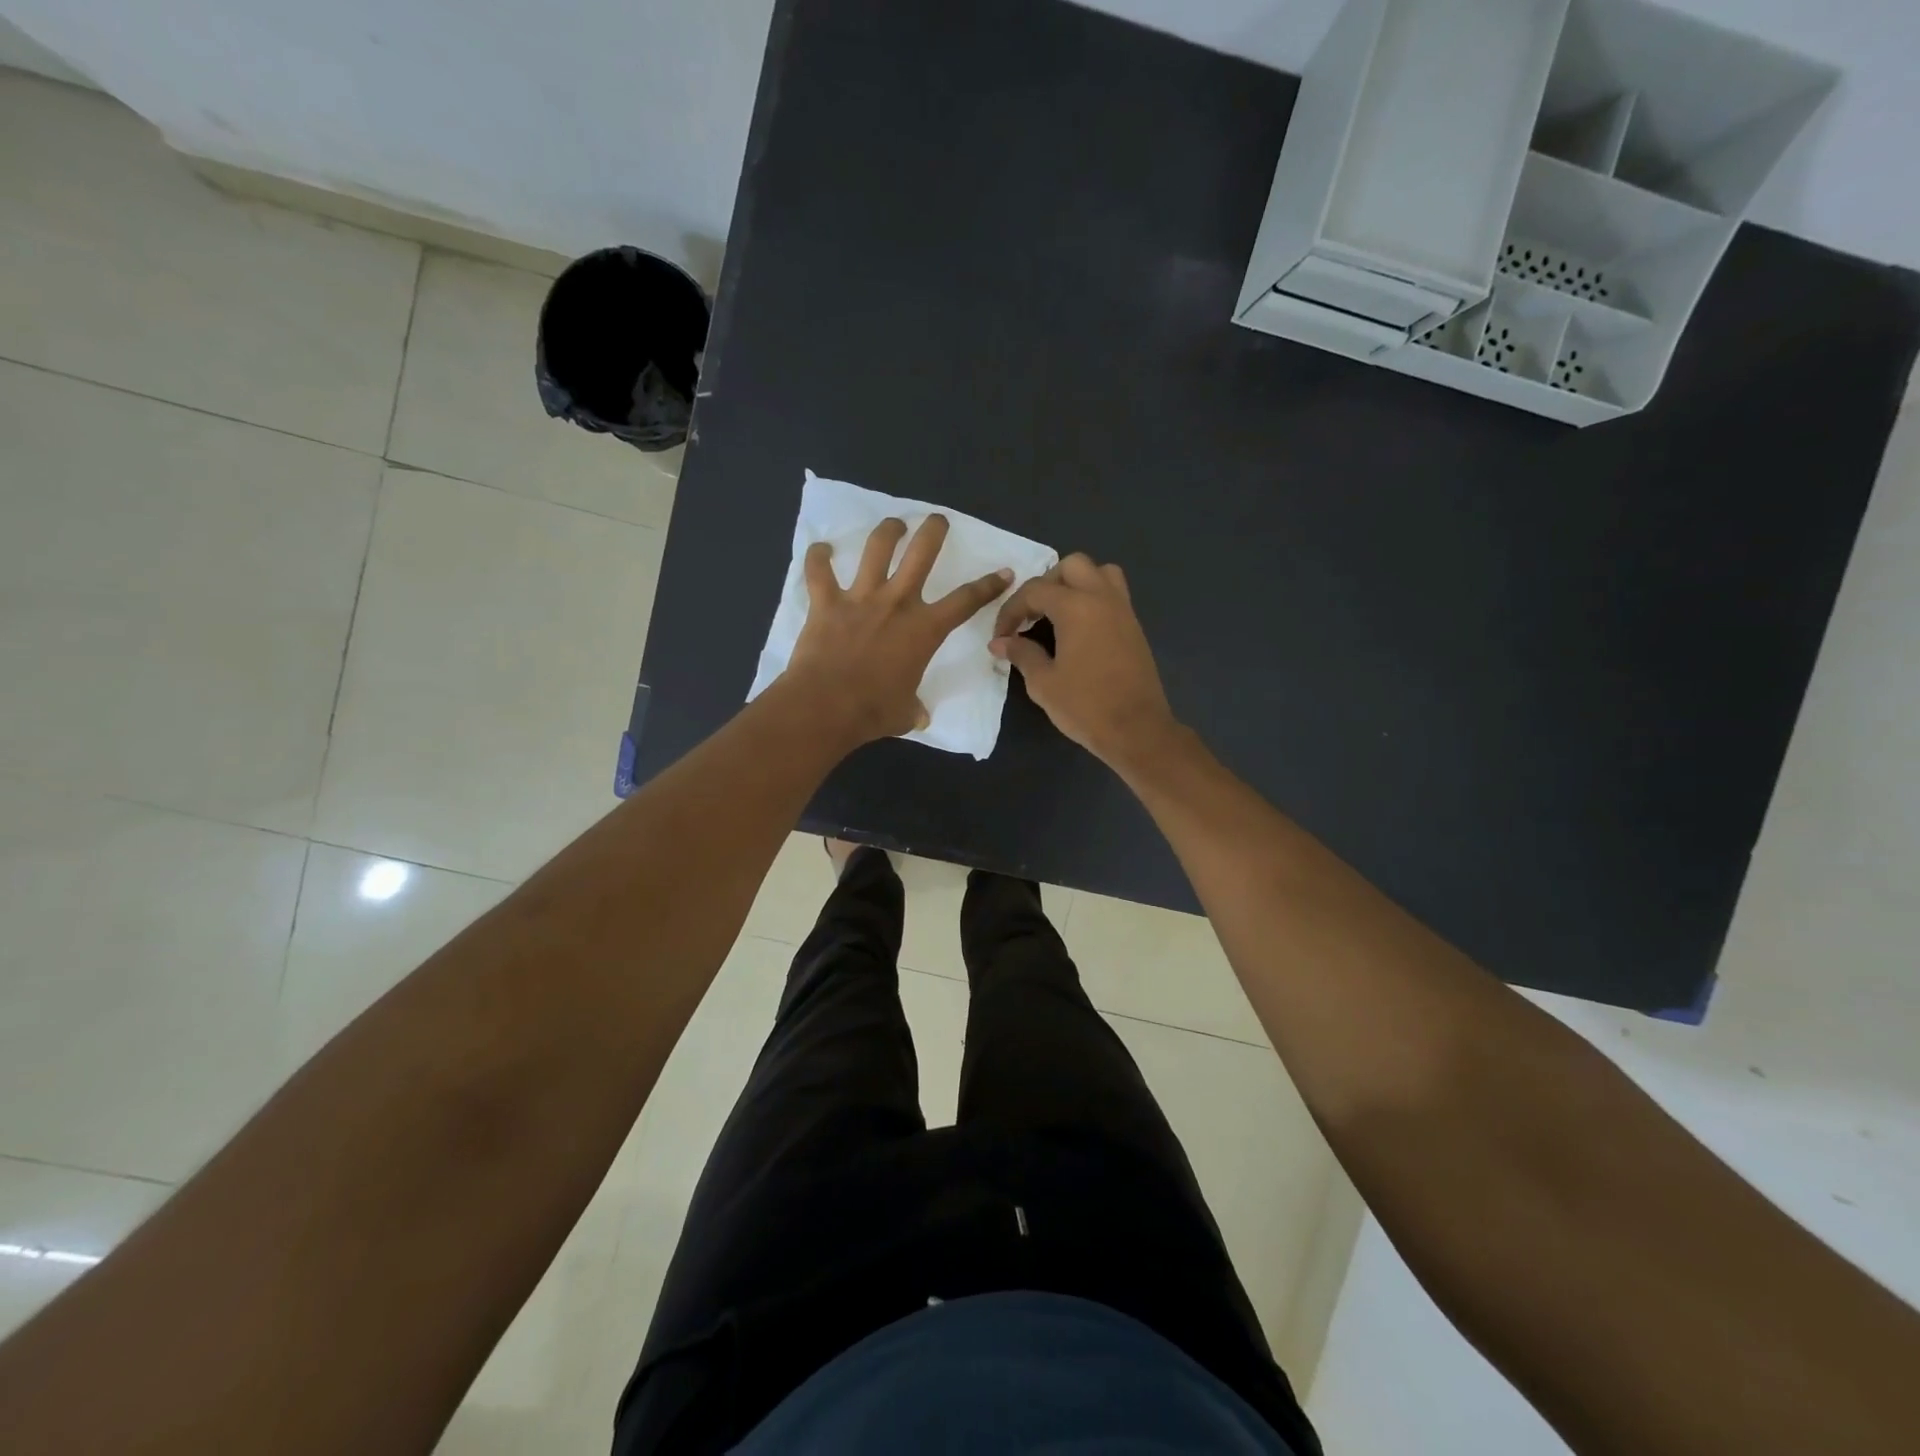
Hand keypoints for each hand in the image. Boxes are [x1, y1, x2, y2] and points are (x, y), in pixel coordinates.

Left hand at [782, 515, 1012, 746]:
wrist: (826, 706)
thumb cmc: (873, 711)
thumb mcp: (905, 713)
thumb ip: (914, 709)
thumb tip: (919, 717)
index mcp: (924, 629)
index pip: (966, 601)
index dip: (989, 585)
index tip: (1004, 572)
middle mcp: (897, 603)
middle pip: (922, 553)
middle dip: (934, 531)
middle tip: (937, 520)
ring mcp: (860, 598)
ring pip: (876, 548)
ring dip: (887, 531)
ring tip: (893, 525)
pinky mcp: (826, 602)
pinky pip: (819, 571)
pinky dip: (818, 558)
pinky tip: (820, 549)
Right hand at [989, 553, 1177, 769]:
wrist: (1136, 730)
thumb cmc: (1085, 706)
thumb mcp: (1043, 683)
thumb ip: (1021, 654)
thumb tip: (1000, 642)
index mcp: (1076, 607)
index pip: (1035, 590)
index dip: (1011, 610)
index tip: (1001, 636)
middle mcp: (1102, 598)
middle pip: (1071, 566)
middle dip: (1046, 584)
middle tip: (1031, 614)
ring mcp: (1123, 610)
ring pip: (1099, 573)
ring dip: (1075, 583)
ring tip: (1058, 613)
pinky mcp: (1134, 626)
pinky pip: (1113, 594)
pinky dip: (1093, 598)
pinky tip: (1078, 629)